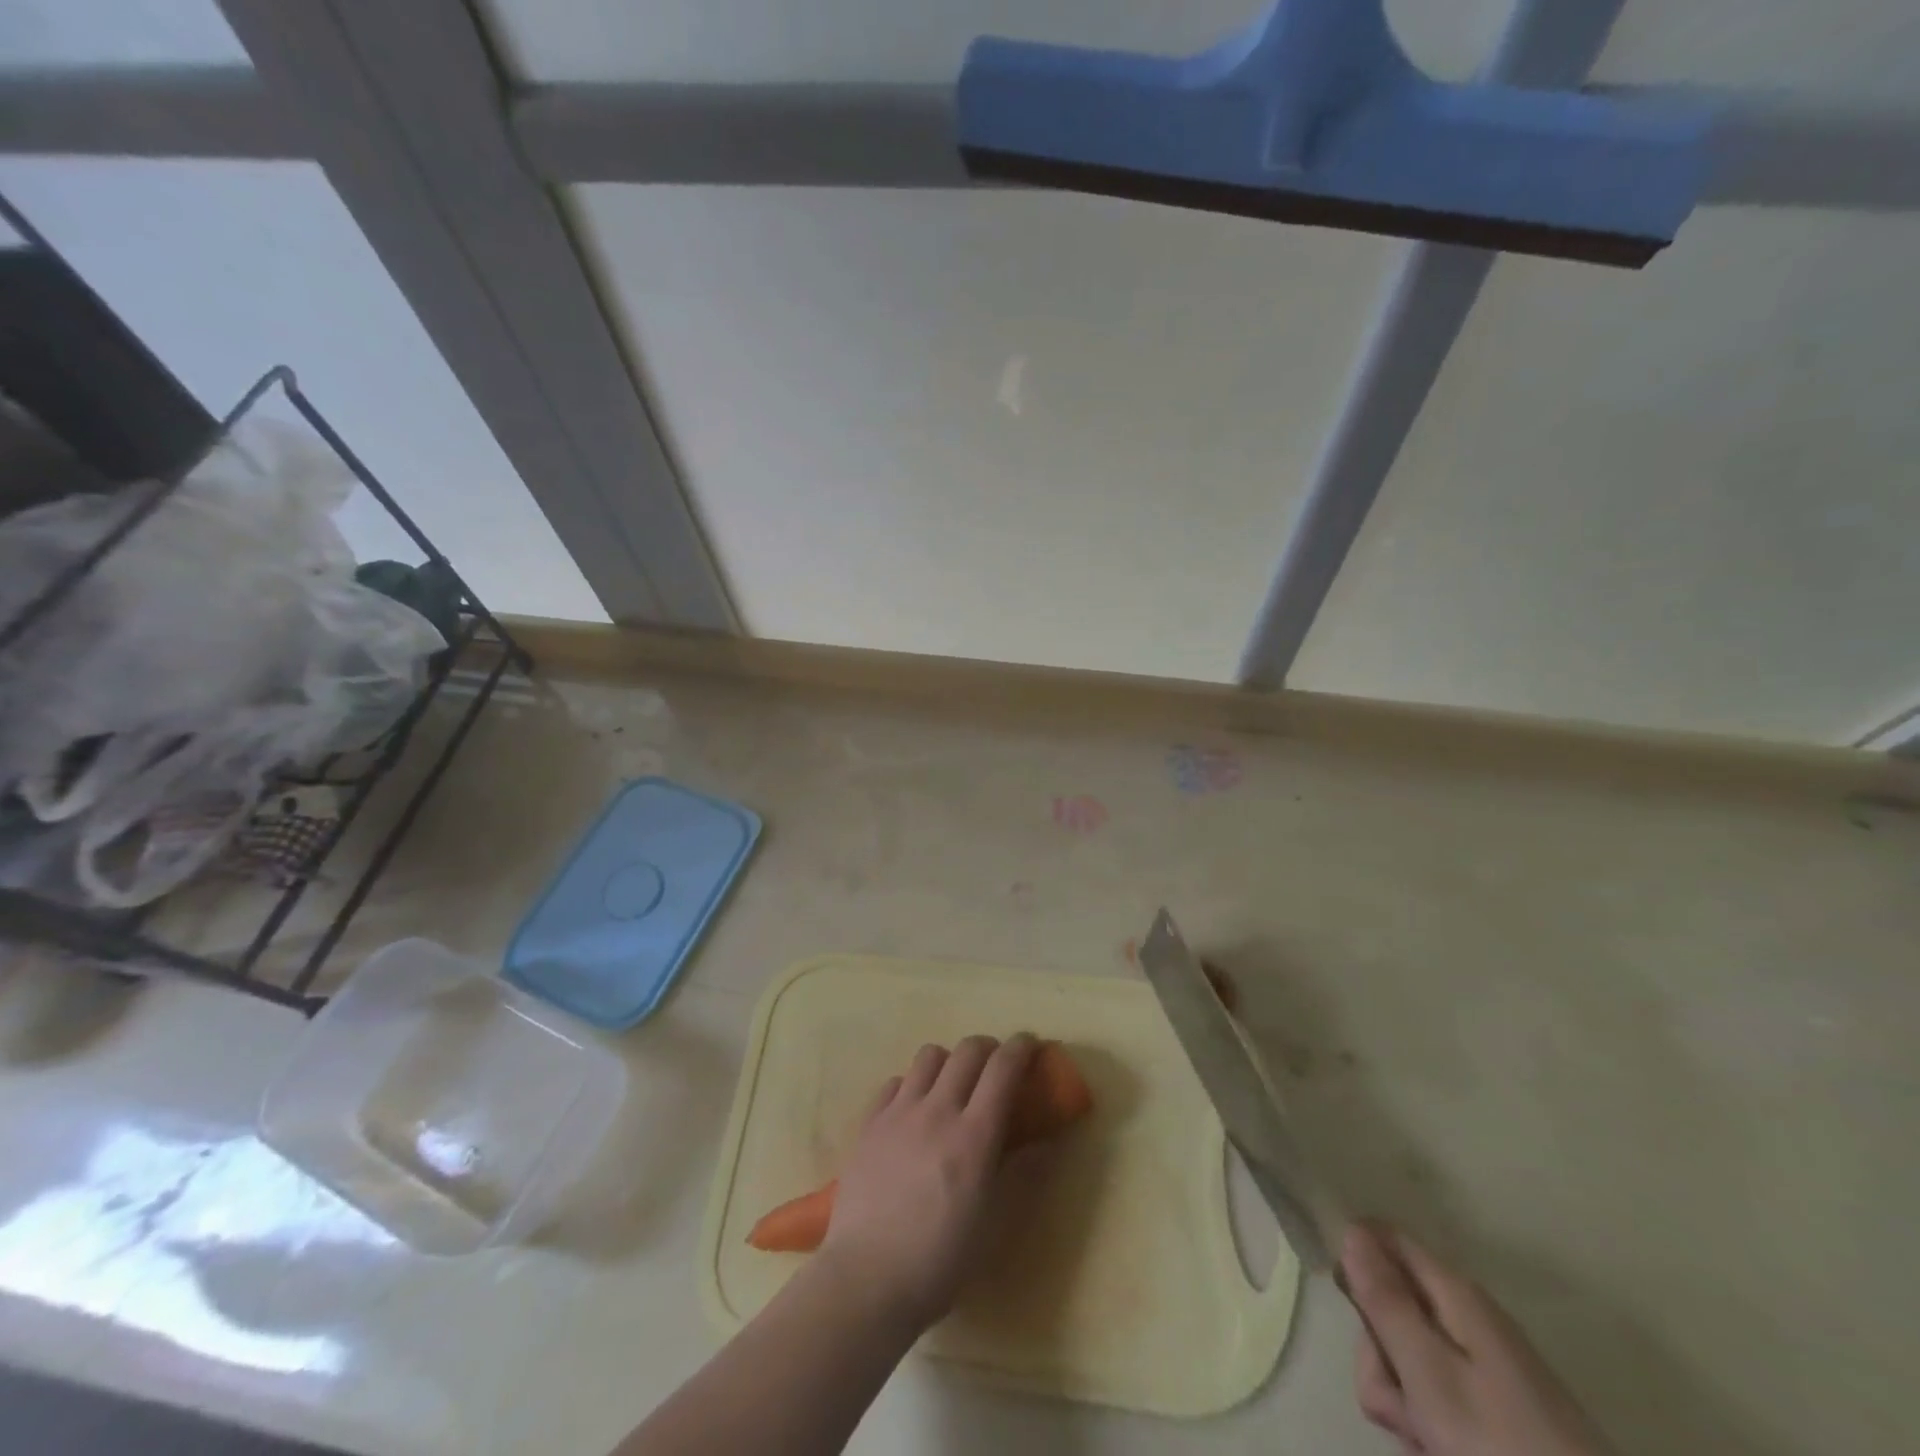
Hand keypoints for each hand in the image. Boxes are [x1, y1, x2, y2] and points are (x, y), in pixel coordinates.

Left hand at [816, 1034, 1039, 1333]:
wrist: (866, 1279)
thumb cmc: (940, 1260)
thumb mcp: (995, 1225)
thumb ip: (1024, 1176)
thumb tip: (1048, 1142)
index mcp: (974, 1135)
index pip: (1003, 1068)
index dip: (1021, 1048)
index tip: (1031, 1045)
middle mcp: (938, 1110)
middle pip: (967, 1051)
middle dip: (989, 1048)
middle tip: (996, 1067)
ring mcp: (899, 1112)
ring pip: (929, 1056)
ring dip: (949, 1061)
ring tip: (953, 1085)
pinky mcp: (869, 1122)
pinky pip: (895, 1082)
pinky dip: (912, 1084)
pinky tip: (914, 1109)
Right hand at [1345, 1223, 1610, 1455]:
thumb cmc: (1499, 1442)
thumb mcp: (1428, 1372)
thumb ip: (1385, 1300)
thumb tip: (1351, 1230)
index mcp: (1453, 1292)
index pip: (1384, 1238)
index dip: (1354, 1257)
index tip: (1344, 1300)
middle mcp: (1467, 1315)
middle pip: (1391, 1307)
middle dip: (1379, 1354)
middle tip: (1397, 1399)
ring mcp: (1484, 1362)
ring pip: (1408, 1356)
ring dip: (1401, 1397)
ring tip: (1426, 1439)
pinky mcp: (1496, 1404)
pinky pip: (1436, 1393)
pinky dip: (1429, 1420)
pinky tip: (1440, 1448)